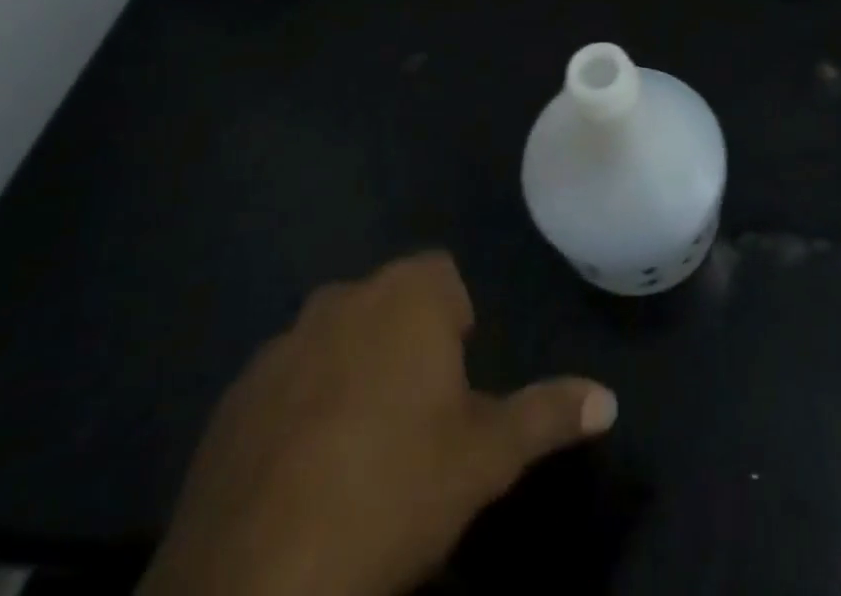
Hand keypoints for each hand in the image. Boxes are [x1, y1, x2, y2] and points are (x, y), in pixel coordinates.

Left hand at [137, 252, 616, 595]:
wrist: (253, 582)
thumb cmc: (392, 494)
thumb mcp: (485, 459)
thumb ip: (547, 415)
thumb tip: (608, 398)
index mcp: (406, 297)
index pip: (442, 276)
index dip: (455, 323)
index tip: (456, 384)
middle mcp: (342, 299)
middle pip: (388, 303)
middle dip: (405, 344)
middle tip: (415, 420)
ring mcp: (280, 345)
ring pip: (334, 339)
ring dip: (351, 372)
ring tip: (357, 451)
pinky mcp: (232, 397)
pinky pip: (282, 384)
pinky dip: (297, 409)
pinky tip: (299, 477)